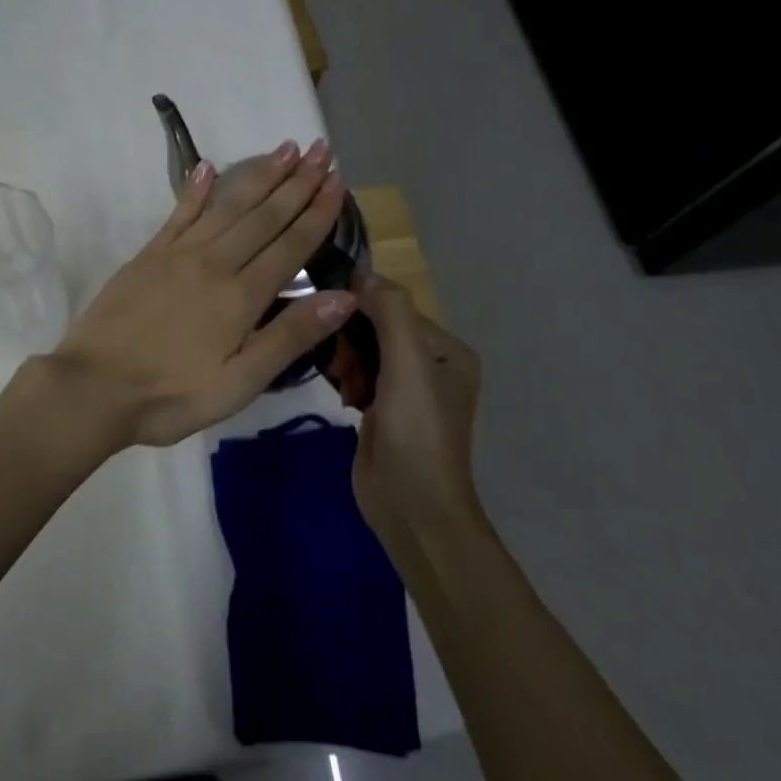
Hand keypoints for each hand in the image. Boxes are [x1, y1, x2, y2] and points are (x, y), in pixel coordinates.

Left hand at [49, 139, 355, 449]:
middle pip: (263, 215)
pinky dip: (196, 189)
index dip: (318, 211)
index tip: (338, 180)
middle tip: (322, 150)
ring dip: (258, 176)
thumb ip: (290, 336)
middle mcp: (214, 263)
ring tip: (284, 148)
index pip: (290, 244)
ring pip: (228, 206)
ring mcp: (177, 254)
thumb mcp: (240, 382)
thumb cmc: (172, 395)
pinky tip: (209, 167)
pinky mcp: (147, 255)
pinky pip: (179, 214)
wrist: (94, 387)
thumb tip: (345, 297)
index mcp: (241, 295)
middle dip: (297, 181)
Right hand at [350, 271, 482, 530]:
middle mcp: (431, 366)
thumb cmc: (416, 431)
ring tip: (345, 385)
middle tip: (342, 364)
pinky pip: (360, 376)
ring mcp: (407, 390)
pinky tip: (344, 396)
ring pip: (365, 352)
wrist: (413, 506)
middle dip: (353, 340)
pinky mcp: (384, 411)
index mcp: (448, 351)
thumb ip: (390, 312)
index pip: (396, 308)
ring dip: (348, 361)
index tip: (332, 319)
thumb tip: (363, 274)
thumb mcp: (407, 363)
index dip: (362, 309)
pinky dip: (348, 380)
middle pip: (378, 328)